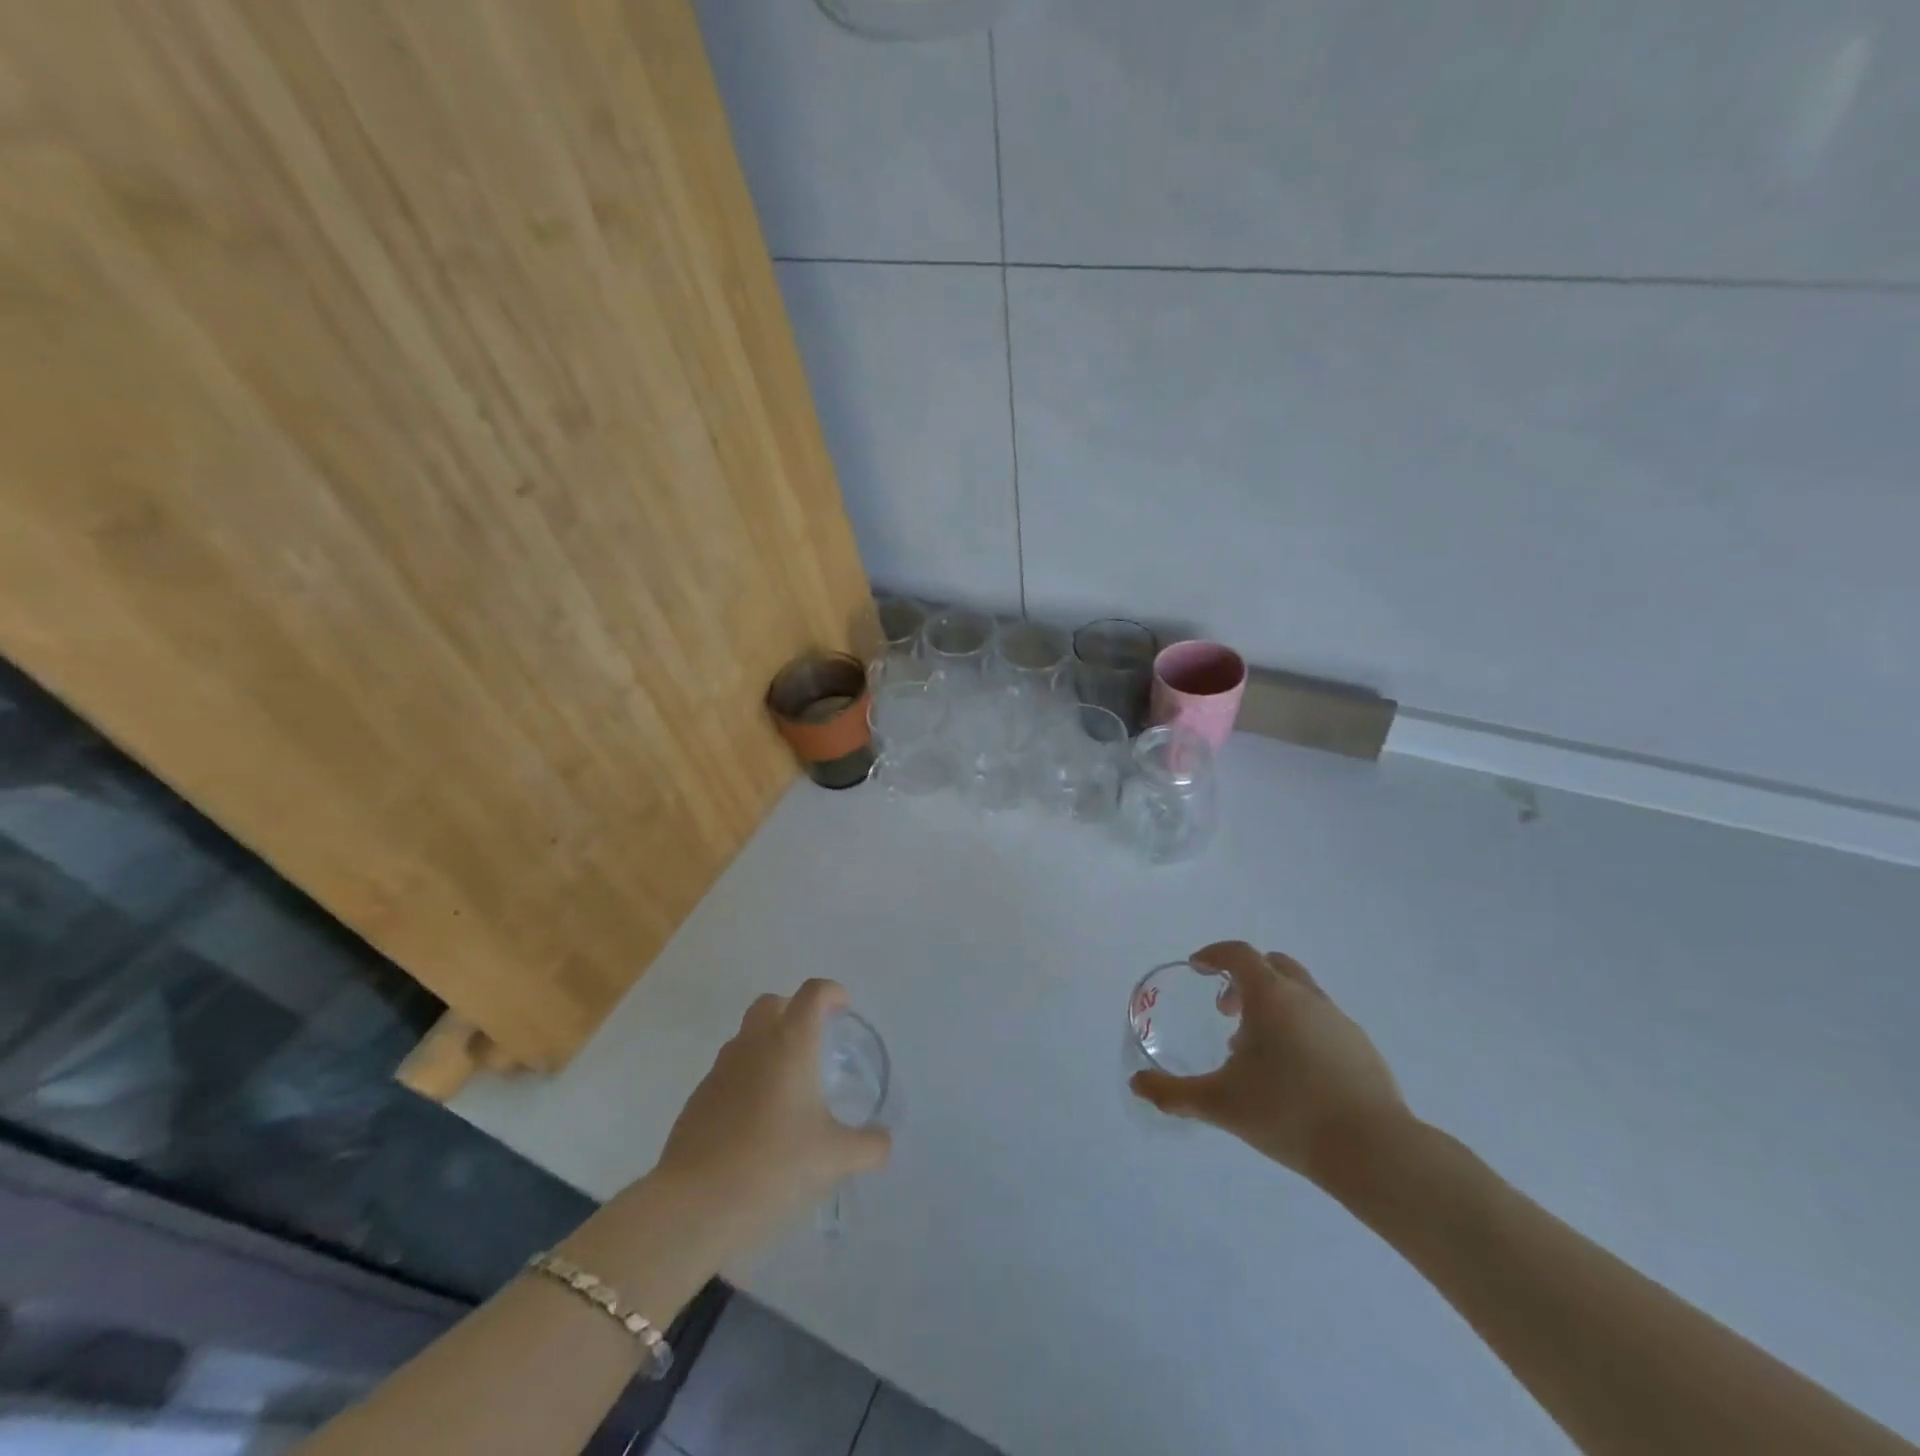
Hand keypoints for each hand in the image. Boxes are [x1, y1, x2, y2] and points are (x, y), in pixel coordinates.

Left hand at [655, 979, 890, 1242]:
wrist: (694, 1204)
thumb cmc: (773, 1165)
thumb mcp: (834, 1159)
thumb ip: (868, 1146)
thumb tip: (884, 1142)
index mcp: (790, 1043)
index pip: (813, 993)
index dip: (831, 993)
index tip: (843, 1009)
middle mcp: (754, 1044)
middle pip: (773, 1003)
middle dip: (794, 1010)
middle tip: (814, 1041)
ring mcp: (720, 1069)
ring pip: (747, 1036)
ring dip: (768, 1044)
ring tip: (788, 1085)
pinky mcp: (698, 1098)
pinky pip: (729, 1071)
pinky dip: (747, 1078)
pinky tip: (758, 1120)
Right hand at [1130, 941, 1410, 1192]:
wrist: (1373, 1151)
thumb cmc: (1287, 1113)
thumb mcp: (1220, 1104)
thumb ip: (1174, 1093)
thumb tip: (1137, 1084)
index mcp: (1270, 996)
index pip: (1238, 954)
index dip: (1213, 955)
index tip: (1198, 968)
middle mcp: (1306, 997)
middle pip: (1272, 965)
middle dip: (1244, 979)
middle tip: (1226, 1011)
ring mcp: (1339, 1020)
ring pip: (1299, 993)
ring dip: (1272, 1006)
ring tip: (1257, 1051)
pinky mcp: (1362, 1047)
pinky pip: (1321, 1021)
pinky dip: (1299, 1029)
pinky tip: (1295, 1074)